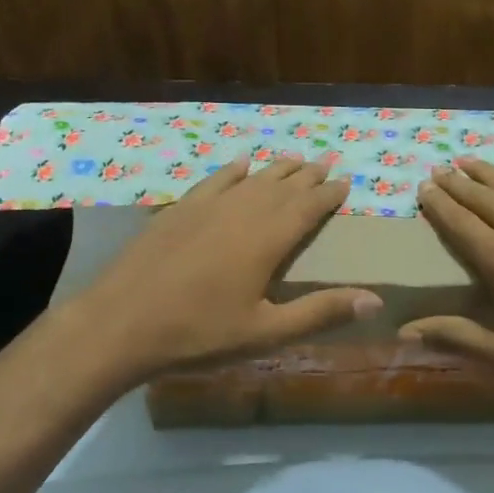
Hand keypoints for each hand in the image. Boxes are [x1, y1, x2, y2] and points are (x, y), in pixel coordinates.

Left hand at [73, 156, 378, 383]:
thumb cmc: (198, 333)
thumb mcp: (265, 333)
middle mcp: (242, 212)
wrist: (119, 324)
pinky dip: (232, 170)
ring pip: (251, 179)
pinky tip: (240, 164)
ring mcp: (206, 207)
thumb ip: (320, 313)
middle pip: (282, 186)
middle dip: (307, 175)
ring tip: (295, 159)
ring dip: (276, 169)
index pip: (308, 207)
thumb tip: (375, 300)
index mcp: (267, 239)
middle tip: (326, 163)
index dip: (329, 194)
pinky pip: (214, 181)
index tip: (346, 182)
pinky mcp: (178, 211)